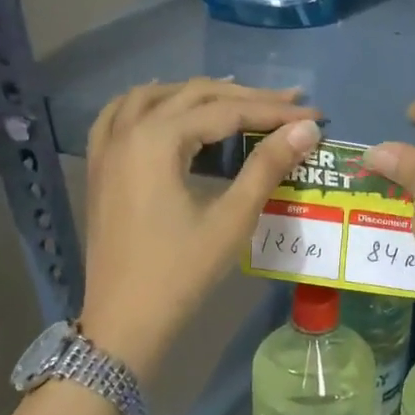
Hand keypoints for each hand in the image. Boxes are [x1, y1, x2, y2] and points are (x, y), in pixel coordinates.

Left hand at [80, 78, 319, 380]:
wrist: (125, 322)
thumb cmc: (181, 272)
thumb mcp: (232, 218)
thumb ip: (267, 166)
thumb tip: (306, 129)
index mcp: (157, 141)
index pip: (226, 111)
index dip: (275, 111)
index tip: (314, 114)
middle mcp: (128, 132)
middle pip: (192, 95)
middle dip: (244, 96)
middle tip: (289, 104)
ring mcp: (107, 149)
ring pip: (154, 98)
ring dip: (197, 93)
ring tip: (236, 98)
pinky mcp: (100, 168)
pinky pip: (119, 116)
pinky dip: (150, 104)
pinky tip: (167, 108)